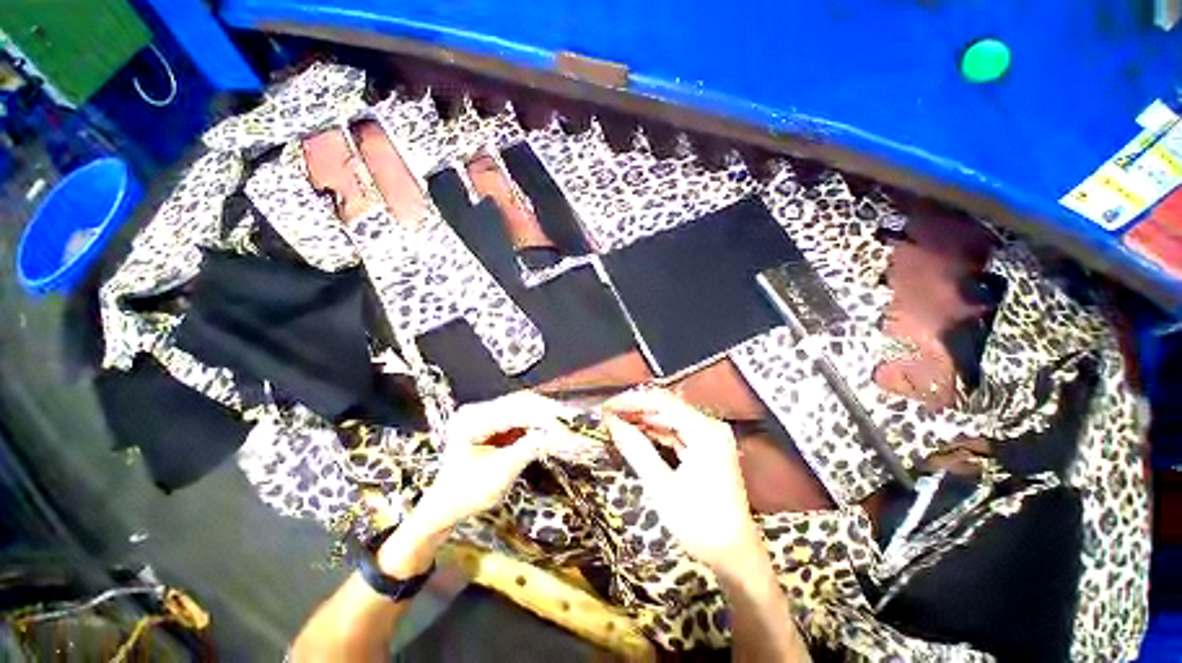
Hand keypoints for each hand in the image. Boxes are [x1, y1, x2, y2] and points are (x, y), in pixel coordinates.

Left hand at [413, 391, 579, 532]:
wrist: (447, 505)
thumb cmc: (466, 495)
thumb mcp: (498, 476)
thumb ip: (526, 450)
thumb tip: (555, 434)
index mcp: (470, 422)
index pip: (513, 412)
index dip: (542, 416)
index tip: (566, 423)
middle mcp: (477, 410)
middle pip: (519, 402)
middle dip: (547, 411)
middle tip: (571, 420)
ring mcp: (485, 413)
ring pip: (523, 405)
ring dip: (545, 413)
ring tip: (566, 422)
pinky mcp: (494, 420)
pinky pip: (521, 414)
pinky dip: (538, 420)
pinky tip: (553, 425)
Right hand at [603, 389, 763, 571]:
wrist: (735, 556)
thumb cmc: (700, 524)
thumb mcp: (662, 487)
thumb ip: (635, 449)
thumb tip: (610, 422)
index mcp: (705, 431)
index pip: (661, 401)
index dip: (631, 401)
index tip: (606, 407)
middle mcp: (710, 426)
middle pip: (666, 407)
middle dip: (635, 410)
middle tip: (607, 416)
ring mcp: (709, 437)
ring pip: (669, 418)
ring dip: (643, 420)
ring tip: (616, 423)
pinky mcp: (706, 448)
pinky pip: (676, 431)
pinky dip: (655, 433)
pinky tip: (636, 435)